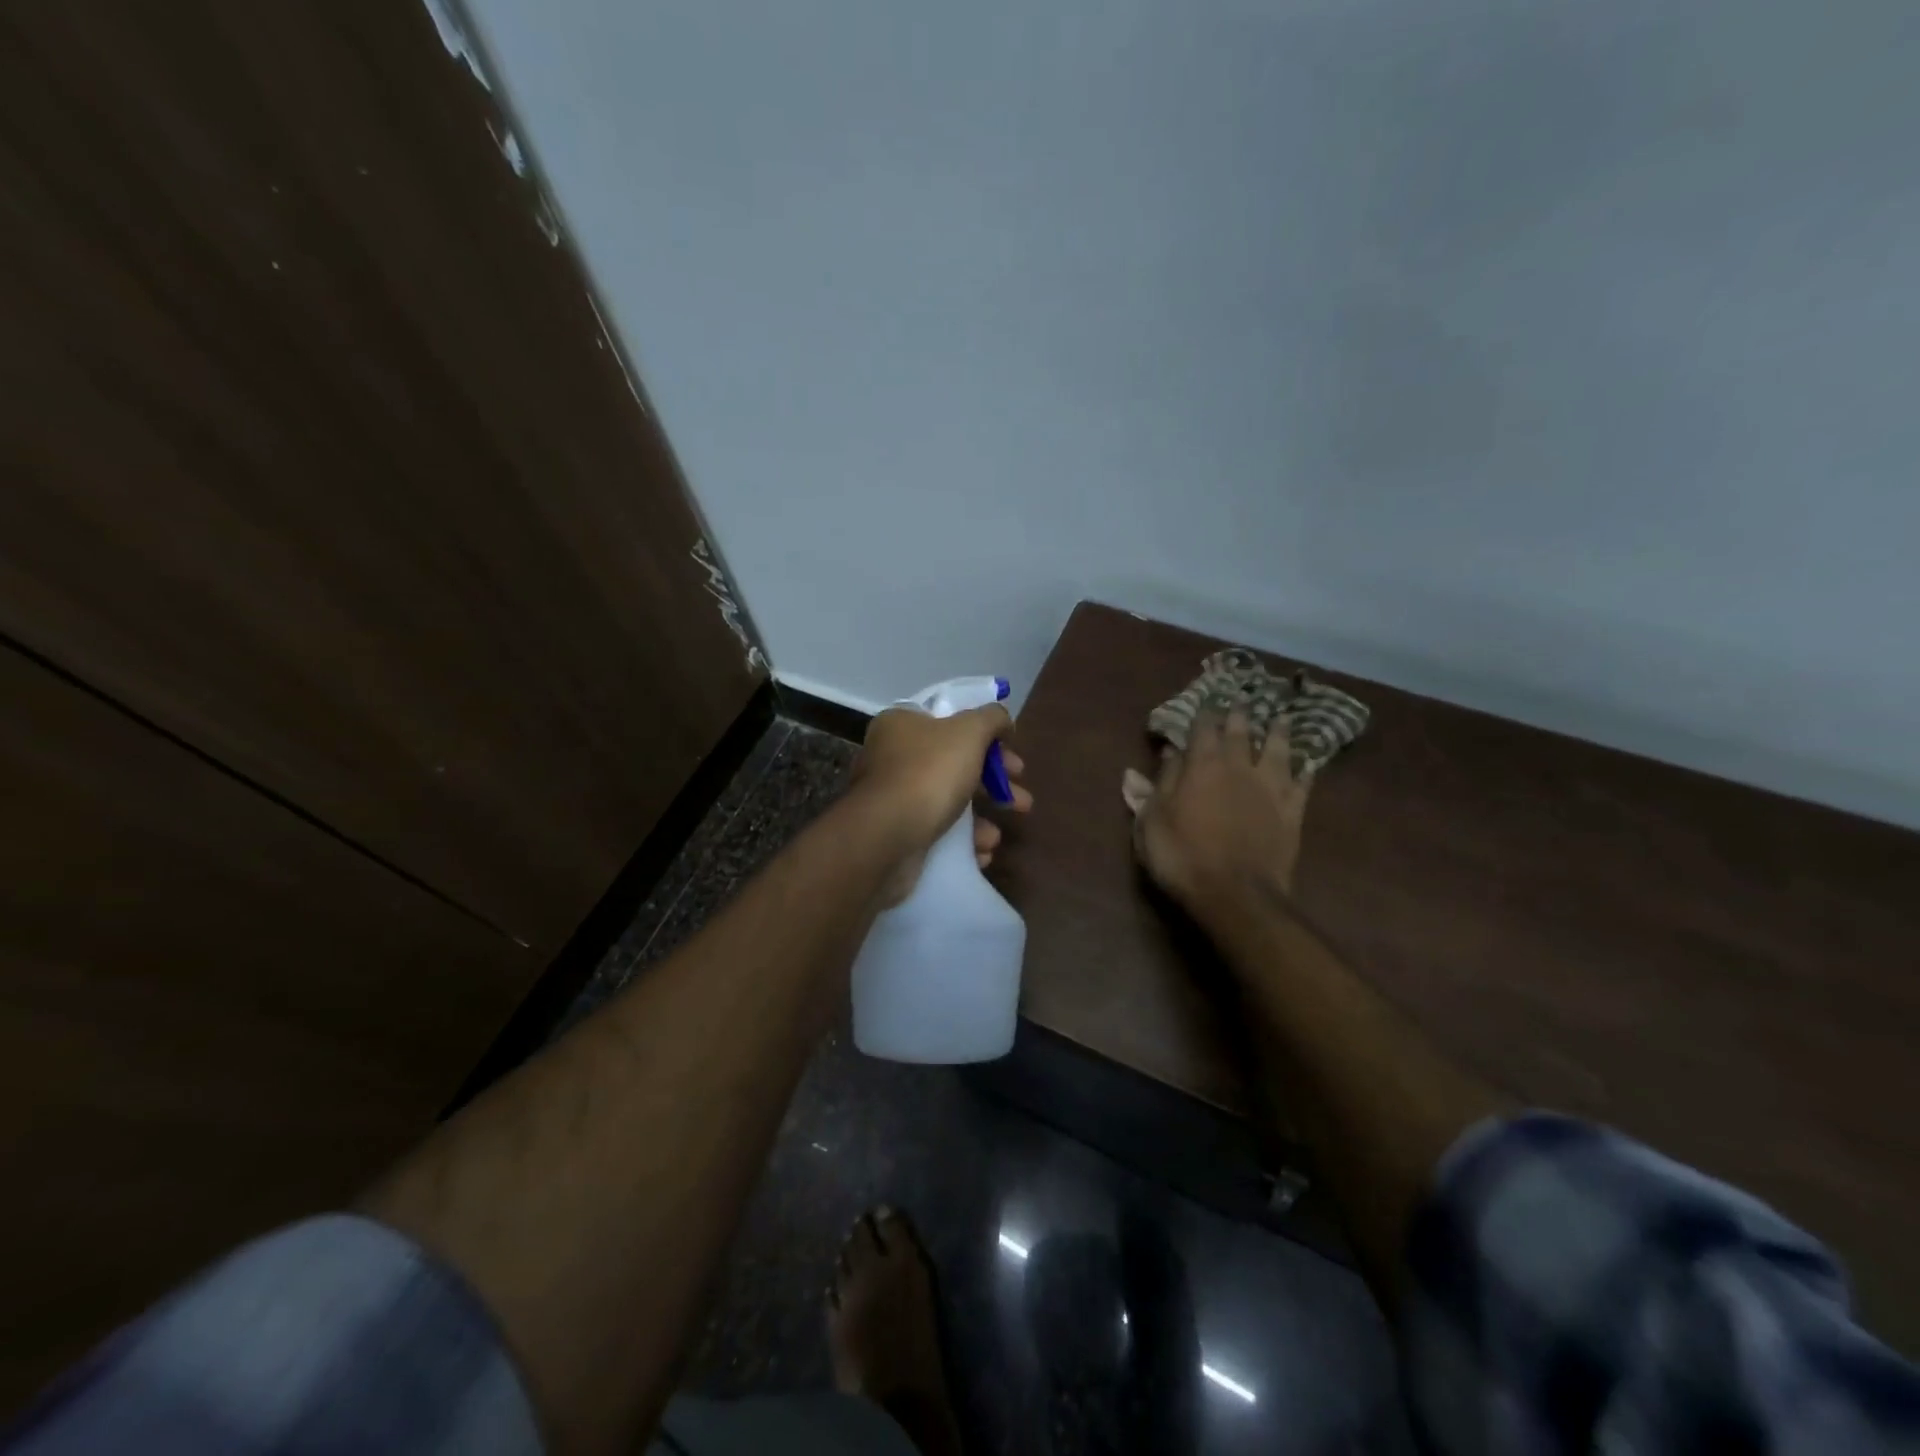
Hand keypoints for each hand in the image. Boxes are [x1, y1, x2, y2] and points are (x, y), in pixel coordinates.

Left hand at [851, 704, 1032, 905]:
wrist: (884, 838)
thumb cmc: (928, 774)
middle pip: (955, 763)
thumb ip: (991, 718)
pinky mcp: (896, 833)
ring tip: (996, 837)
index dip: (987, 736)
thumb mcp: (969, 732)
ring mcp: (893, 797)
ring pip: (949, 801)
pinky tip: (979, 852)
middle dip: (994, 783)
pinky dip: (961, 841)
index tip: (1013, 755)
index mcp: (903, 724)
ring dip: (980, 818)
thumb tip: (1002, 718)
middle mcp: (893, 756)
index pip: (951, 720)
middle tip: (1021, 800)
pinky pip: (937, 832)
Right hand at [1133, 708, 1310, 912]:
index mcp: (1202, 766)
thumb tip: (1166, 750)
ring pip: (1278, 750)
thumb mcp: (1152, 820)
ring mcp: (1270, 788)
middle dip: (1239, 714)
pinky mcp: (1292, 812)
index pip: (1203, 729)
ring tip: (1280, 717)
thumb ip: (1158, 784)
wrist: (1235, 894)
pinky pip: (1303, 784)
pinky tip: (1309, 763)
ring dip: (1278, 732)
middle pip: (1241, 732)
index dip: (1202, 714)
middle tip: (1242, 699)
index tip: (1204, 702)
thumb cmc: (1182, 856)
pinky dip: (1306, 771)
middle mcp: (1239, 768)